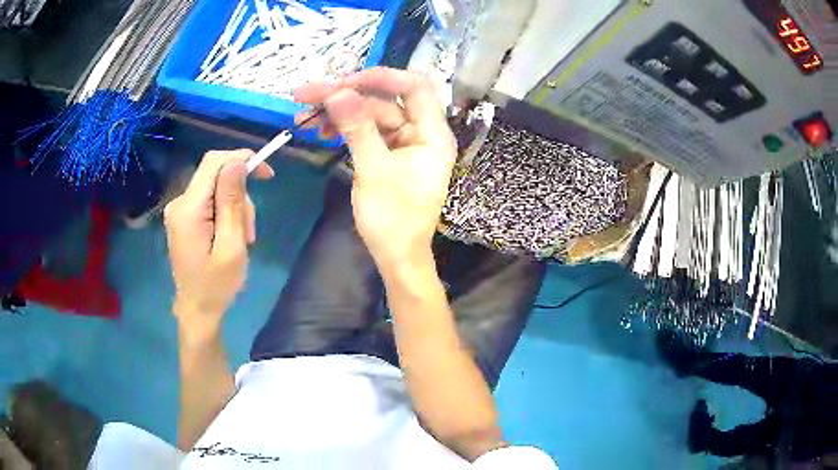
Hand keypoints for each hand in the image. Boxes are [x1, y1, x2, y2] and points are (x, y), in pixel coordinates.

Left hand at [164, 150, 272, 332]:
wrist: (197, 309)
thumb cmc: (216, 285)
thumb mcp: (231, 246)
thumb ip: (232, 203)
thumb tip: (237, 163)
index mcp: (189, 209)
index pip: (214, 163)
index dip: (241, 158)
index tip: (266, 174)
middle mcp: (180, 202)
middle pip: (216, 175)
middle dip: (240, 194)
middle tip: (250, 229)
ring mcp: (180, 210)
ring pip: (216, 188)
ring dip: (235, 207)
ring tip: (242, 239)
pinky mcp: (184, 217)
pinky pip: (209, 200)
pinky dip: (225, 213)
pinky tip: (230, 236)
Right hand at [295, 67, 456, 271]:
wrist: (396, 257)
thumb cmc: (393, 220)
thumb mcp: (374, 171)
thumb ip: (357, 128)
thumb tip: (337, 92)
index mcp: (432, 134)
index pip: (415, 87)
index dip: (381, 77)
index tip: (343, 81)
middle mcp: (421, 132)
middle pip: (384, 99)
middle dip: (346, 94)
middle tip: (307, 94)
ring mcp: (403, 141)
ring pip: (370, 113)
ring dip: (338, 112)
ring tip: (303, 117)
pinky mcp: (387, 152)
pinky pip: (365, 130)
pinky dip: (343, 128)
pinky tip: (320, 131)